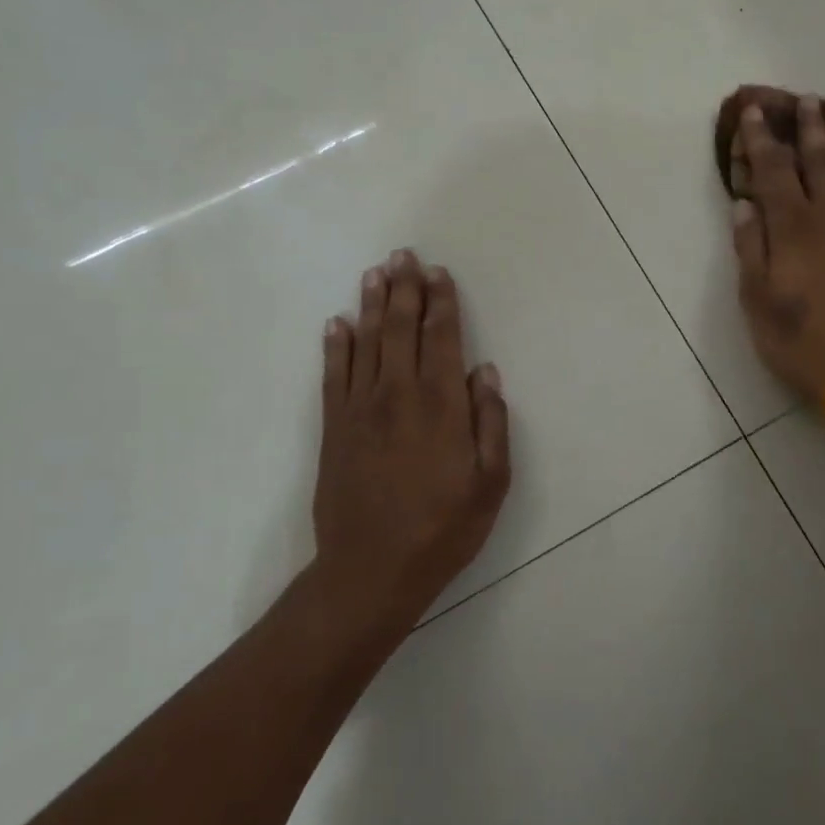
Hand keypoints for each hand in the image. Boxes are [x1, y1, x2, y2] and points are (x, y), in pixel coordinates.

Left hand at [310, 250, 510, 629]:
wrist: (371, 570)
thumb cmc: (443, 528)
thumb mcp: (490, 482)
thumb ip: (490, 422)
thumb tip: (484, 371)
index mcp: (440, 405)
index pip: (442, 338)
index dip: (441, 303)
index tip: (439, 273)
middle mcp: (398, 395)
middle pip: (400, 329)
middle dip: (405, 289)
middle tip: (404, 254)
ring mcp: (360, 409)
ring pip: (365, 343)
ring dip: (371, 305)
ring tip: (375, 272)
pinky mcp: (334, 428)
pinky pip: (333, 375)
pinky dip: (335, 346)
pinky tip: (337, 324)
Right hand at [730, 95, 824, 401]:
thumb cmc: (801, 342)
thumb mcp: (757, 301)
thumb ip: (750, 249)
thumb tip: (744, 205)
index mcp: (795, 227)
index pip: (774, 170)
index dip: (761, 138)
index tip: (753, 111)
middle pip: (820, 161)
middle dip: (809, 128)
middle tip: (805, 100)